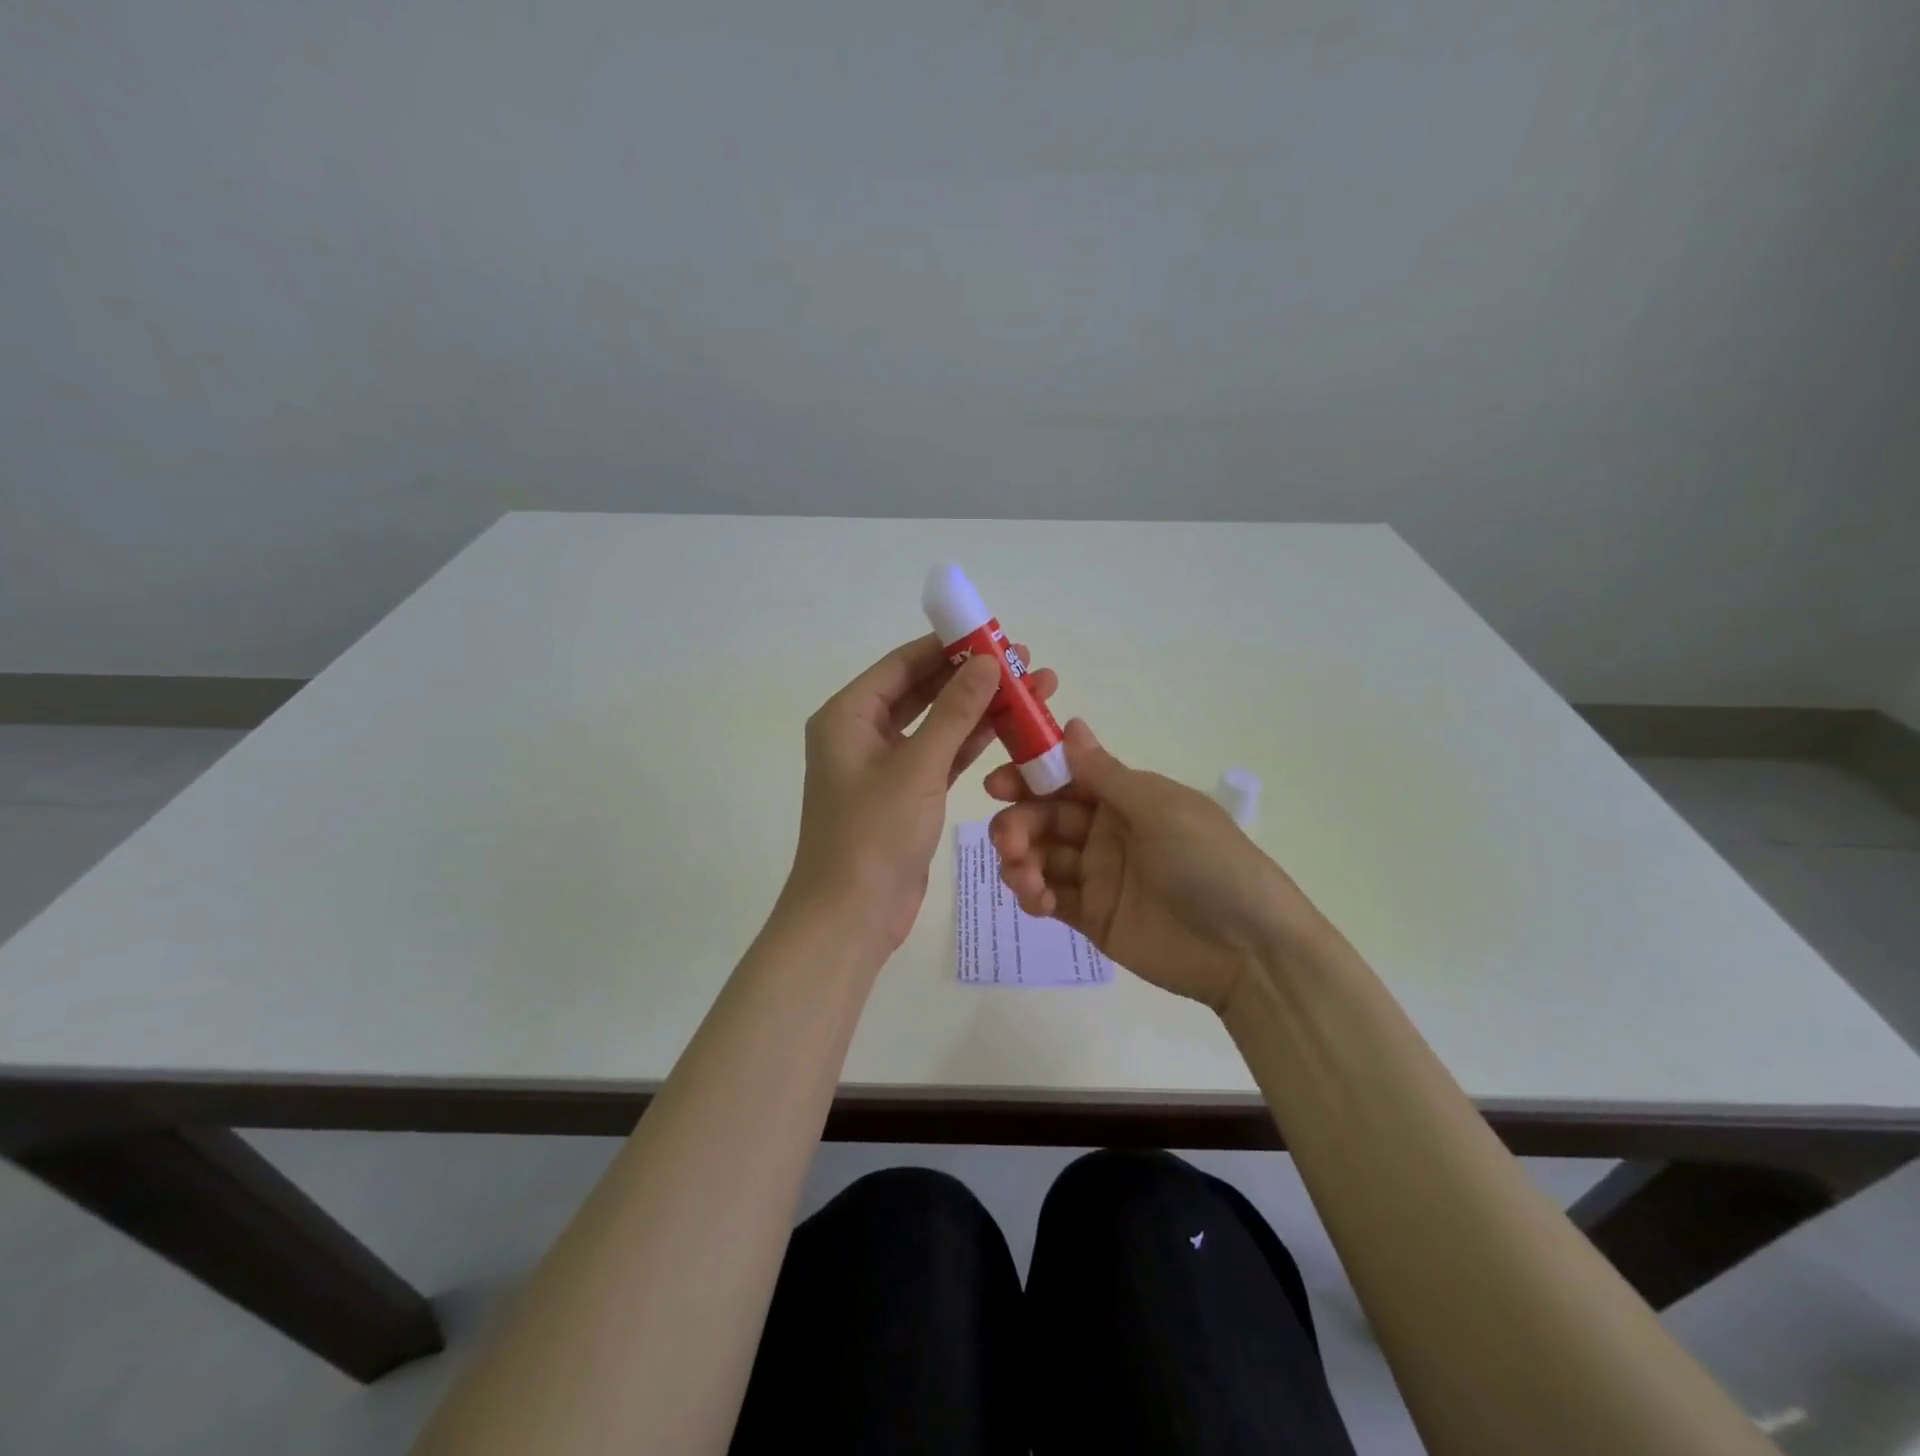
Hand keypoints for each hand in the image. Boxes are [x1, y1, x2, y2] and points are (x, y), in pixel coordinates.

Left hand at [787, 633, 1058, 953]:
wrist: (851, 917)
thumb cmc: (873, 835)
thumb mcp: (917, 767)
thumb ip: (954, 712)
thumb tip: (989, 663)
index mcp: (848, 715)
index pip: (903, 664)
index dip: (949, 647)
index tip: (995, 636)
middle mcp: (862, 733)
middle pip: (923, 691)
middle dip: (973, 678)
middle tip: (1024, 665)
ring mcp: (886, 766)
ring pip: (938, 726)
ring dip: (979, 711)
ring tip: (1032, 692)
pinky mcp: (906, 796)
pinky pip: (942, 758)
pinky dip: (971, 745)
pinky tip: (1011, 730)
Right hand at [985, 720, 1320, 1010]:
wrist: (1249, 950)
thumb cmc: (1209, 863)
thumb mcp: (1160, 810)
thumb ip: (1106, 774)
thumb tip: (1070, 725)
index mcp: (1126, 798)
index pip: (1065, 778)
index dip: (1028, 777)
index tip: (997, 785)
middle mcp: (1106, 831)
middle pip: (1045, 818)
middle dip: (1018, 824)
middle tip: (1007, 841)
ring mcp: (1098, 876)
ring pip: (1041, 857)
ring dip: (1020, 861)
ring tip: (1024, 877)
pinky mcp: (1092, 917)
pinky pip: (1050, 898)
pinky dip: (1034, 895)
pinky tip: (1037, 900)